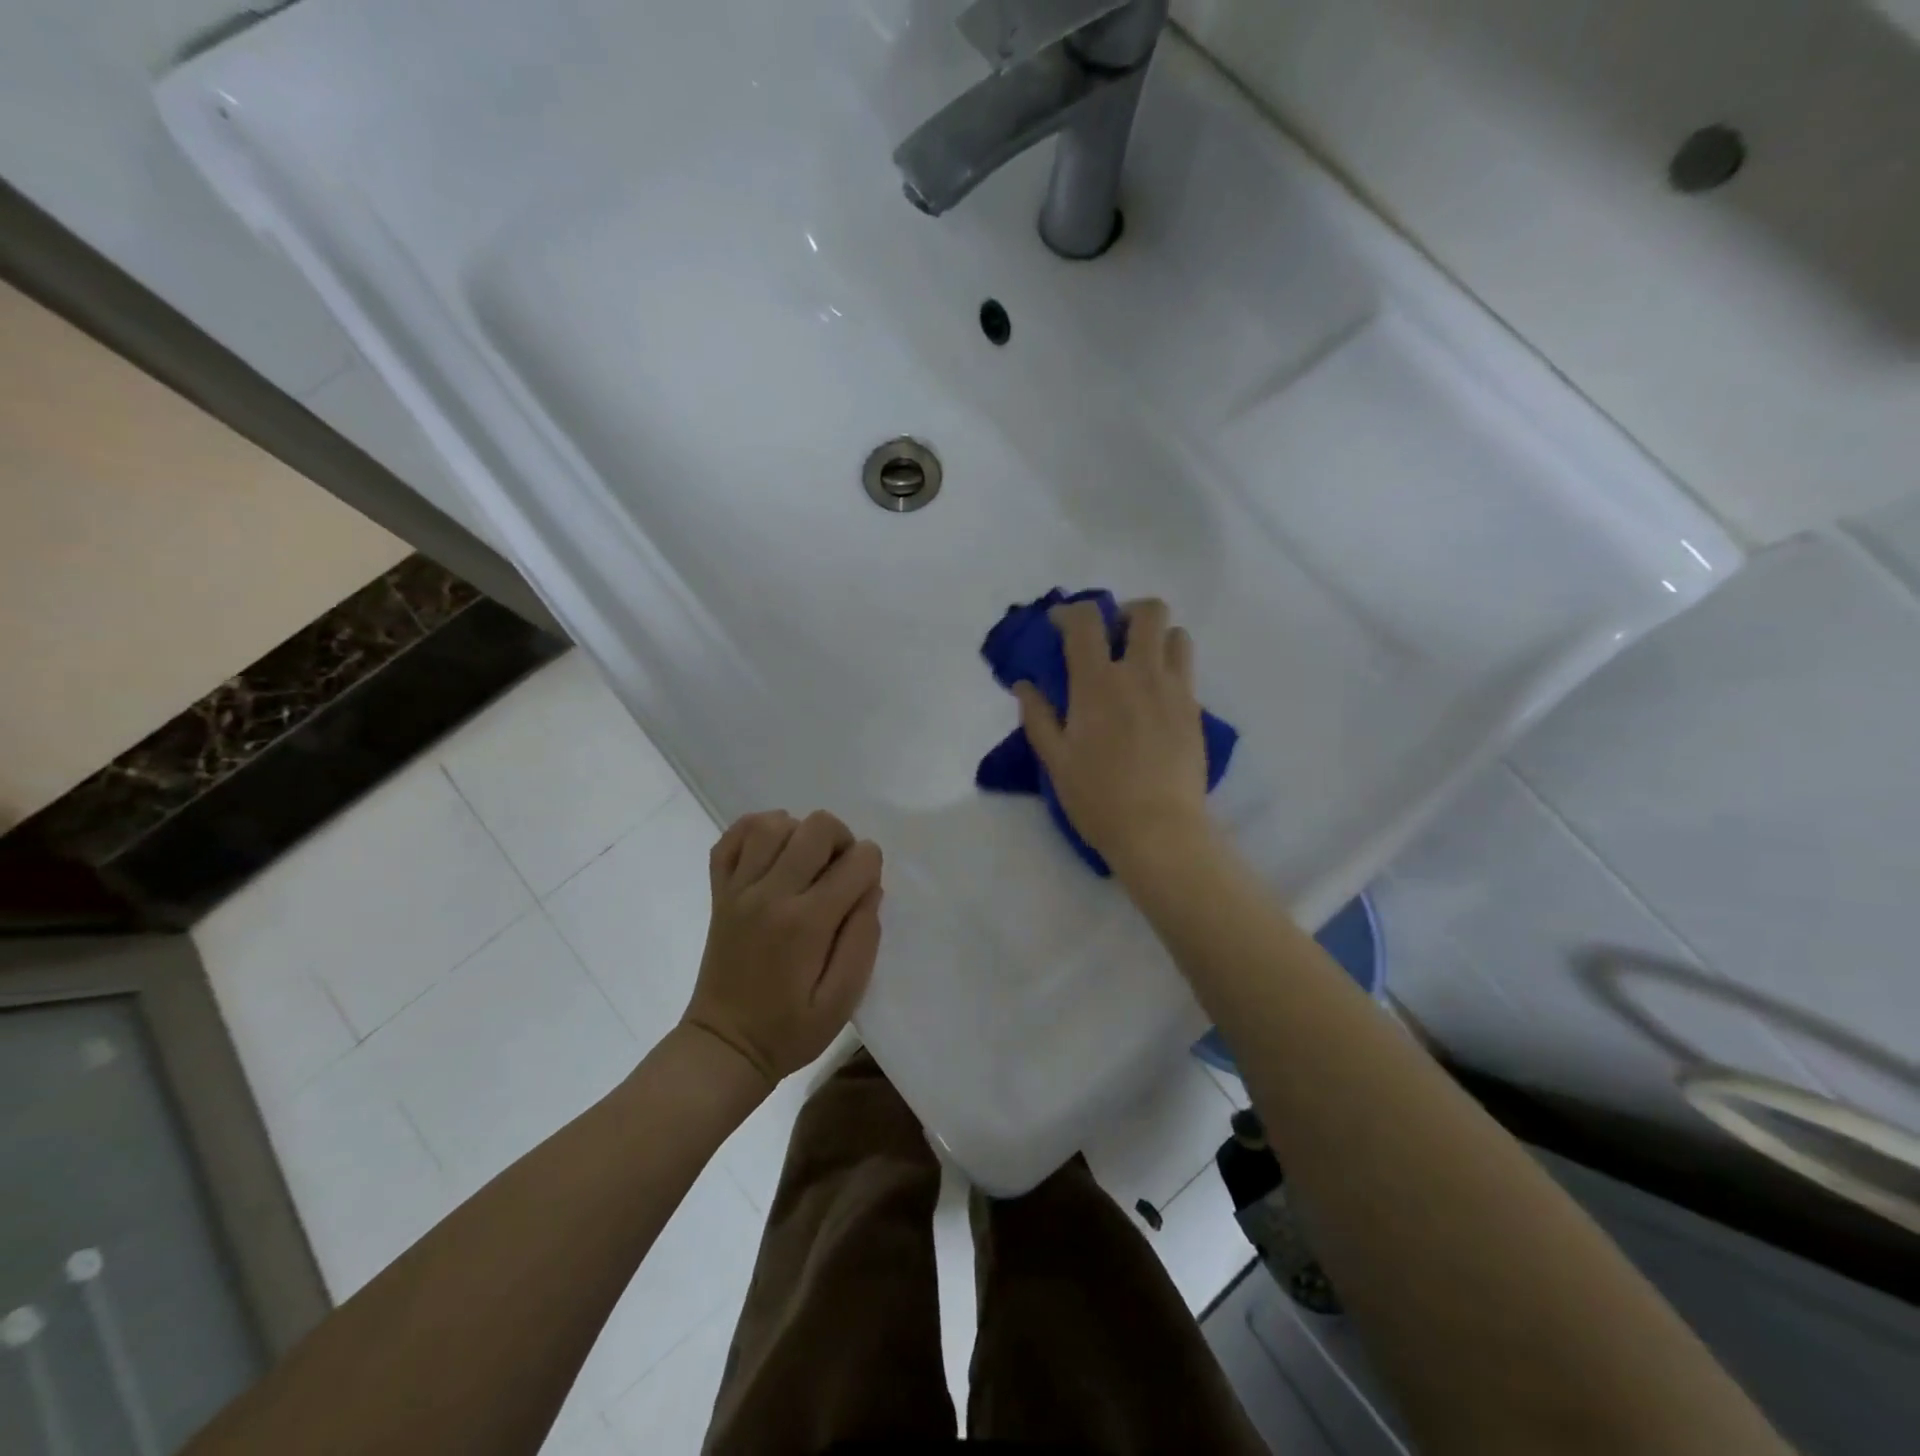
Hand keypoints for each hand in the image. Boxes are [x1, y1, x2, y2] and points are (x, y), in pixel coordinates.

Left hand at [680, 810, 882, 1087]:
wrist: (724, 1046)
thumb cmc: (789, 1030)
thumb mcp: (842, 1001)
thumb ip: (863, 941)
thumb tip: (870, 890)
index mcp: (807, 923)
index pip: (857, 861)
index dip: (871, 868)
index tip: (863, 894)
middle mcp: (771, 894)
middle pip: (817, 827)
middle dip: (842, 841)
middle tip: (839, 876)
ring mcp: (739, 889)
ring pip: (773, 823)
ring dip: (800, 833)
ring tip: (806, 864)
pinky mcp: (719, 892)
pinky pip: (732, 838)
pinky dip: (755, 831)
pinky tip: (772, 853)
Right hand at [1015, 598, 1215, 877]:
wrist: (1159, 830)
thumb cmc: (1098, 797)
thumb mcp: (1055, 760)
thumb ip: (1037, 716)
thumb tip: (1024, 684)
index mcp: (1098, 683)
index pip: (1087, 621)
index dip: (1071, 612)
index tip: (1060, 624)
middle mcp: (1140, 674)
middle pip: (1148, 612)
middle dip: (1127, 612)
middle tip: (1111, 637)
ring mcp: (1174, 689)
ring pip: (1177, 634)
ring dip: (1156, 637)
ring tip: (1138, 663)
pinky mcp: (1195, 710)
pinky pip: (1187, 670)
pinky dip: (1169, 668)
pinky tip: (1153, 699)